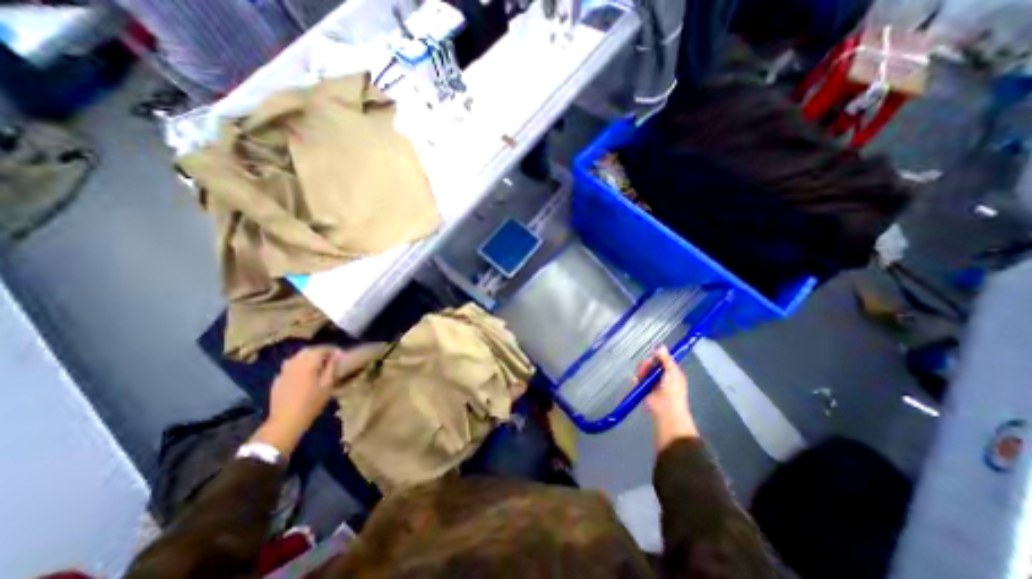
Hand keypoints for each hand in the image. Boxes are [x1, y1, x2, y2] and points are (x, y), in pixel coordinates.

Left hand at [251, 343, 383, 457]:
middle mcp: (294, 363)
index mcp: (308, 364)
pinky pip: (289, 366)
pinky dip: (299, 364)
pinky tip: (303, 373)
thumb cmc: (311, 403)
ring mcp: (284, 371)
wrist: (285, 421)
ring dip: (308, 356)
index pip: (321, 349)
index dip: (332, 349)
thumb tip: (337, 354)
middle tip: (330, 357)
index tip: (340, 354)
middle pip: (308, 350)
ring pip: (297, 356)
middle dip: (320, 351)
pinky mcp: (278, 379)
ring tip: (317, 364)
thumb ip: (332, 367)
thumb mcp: (327, 385)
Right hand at [638, 346, 701, 448]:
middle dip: (647, 362)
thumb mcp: (672, 372)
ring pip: (643, 370)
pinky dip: (636, 379)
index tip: (653, 353)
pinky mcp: (644, 389)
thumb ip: (666, 359)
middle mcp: (661, 376)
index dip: (658, 355)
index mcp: (671, 372)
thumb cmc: (673, 390)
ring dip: (641, 370)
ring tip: (641, 373)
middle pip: (651, 364)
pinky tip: (636, 379)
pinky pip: (637, 380)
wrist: (666, 409)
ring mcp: (652, 383)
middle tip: (647, 363)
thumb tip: (661, 346)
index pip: (663, 359)